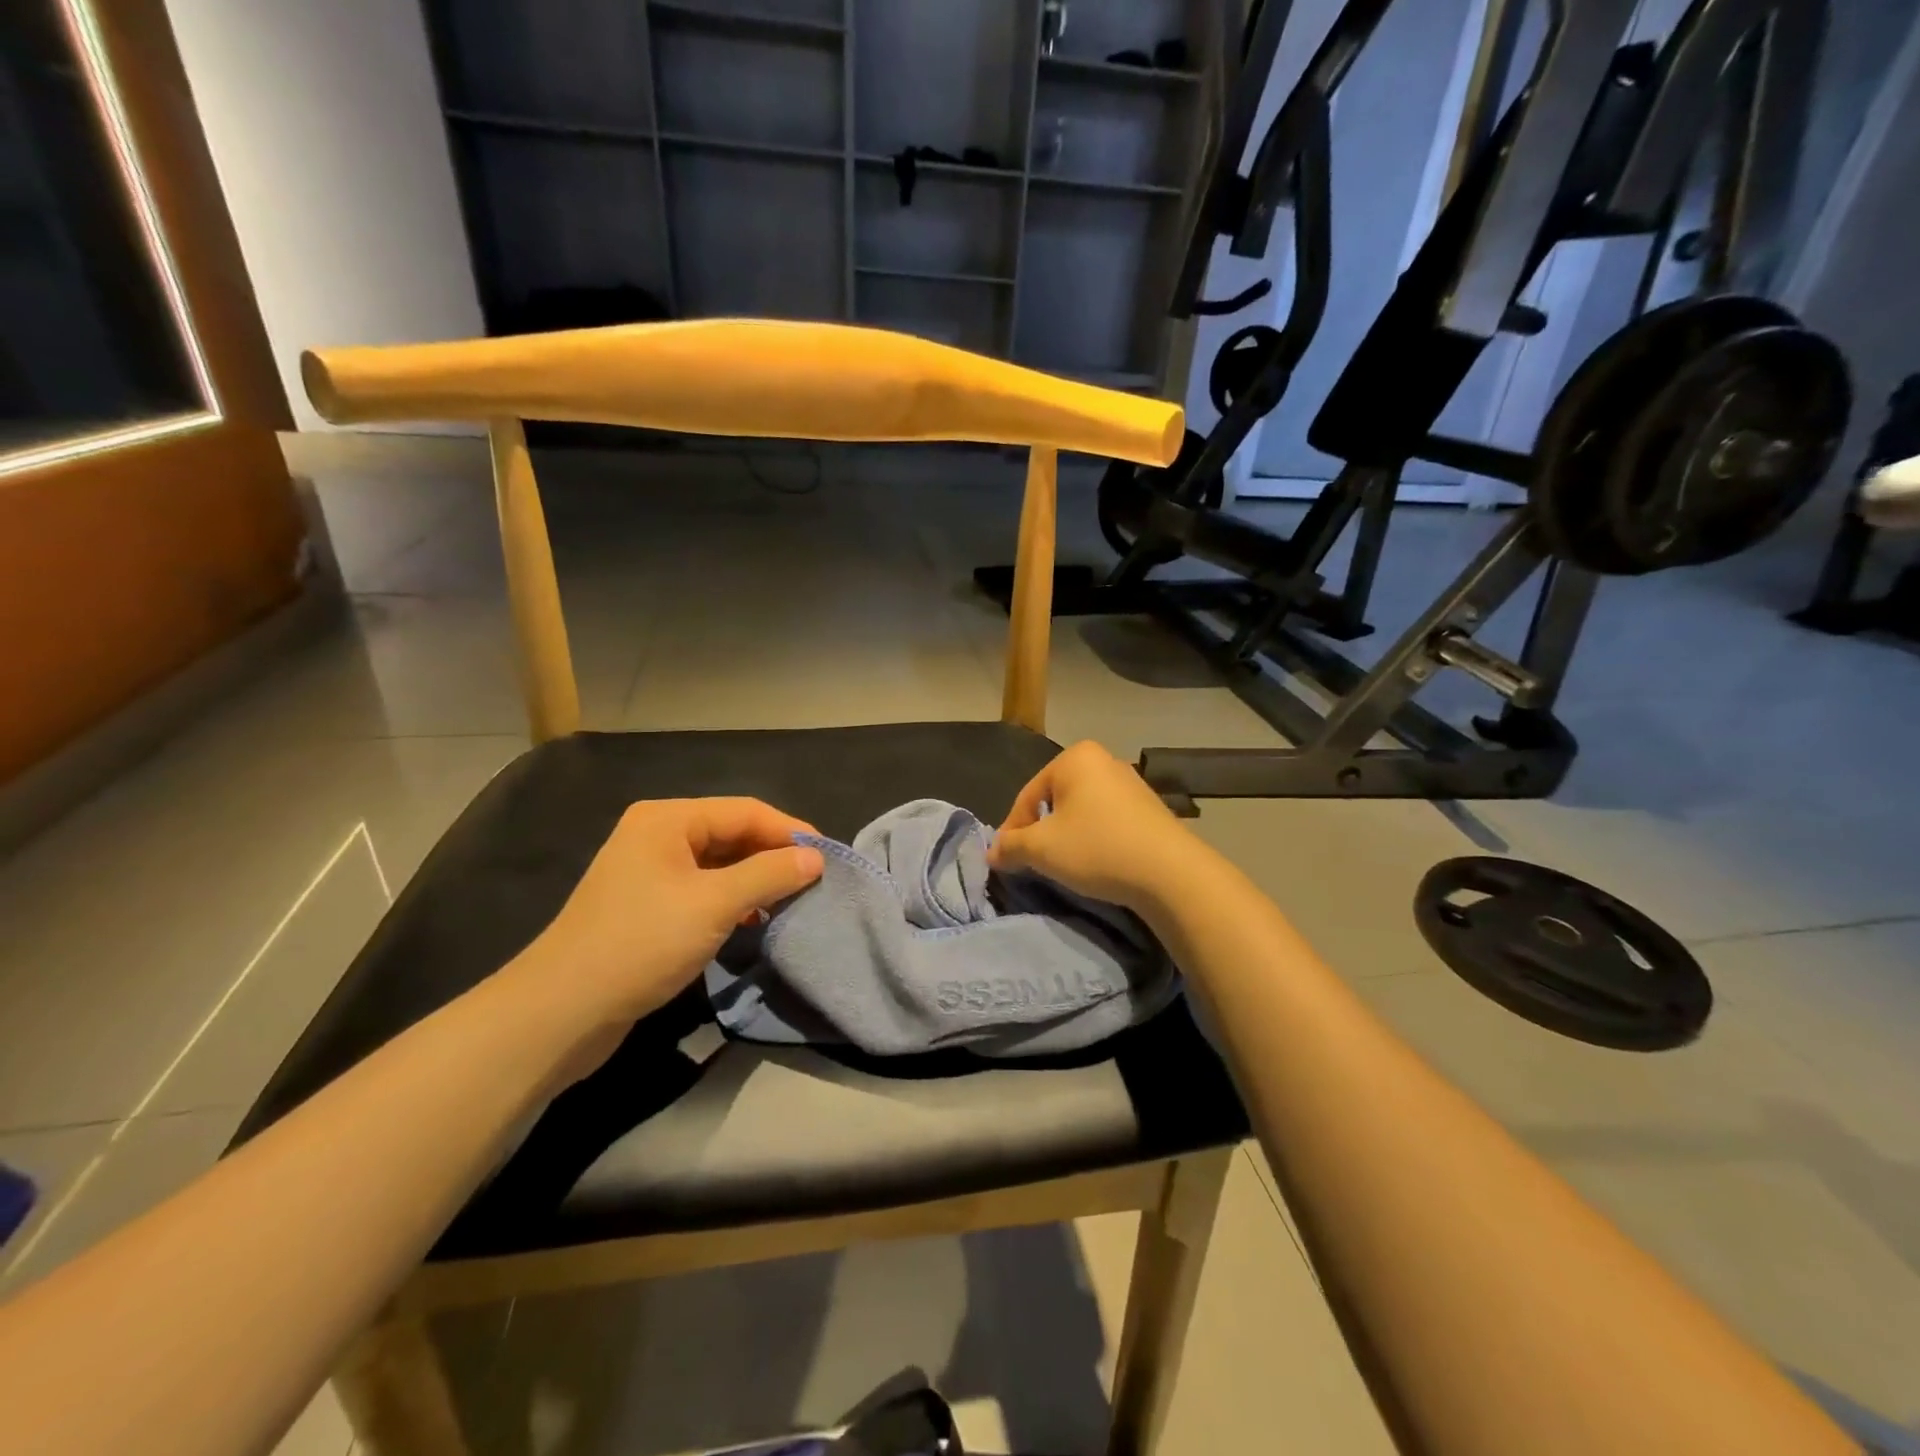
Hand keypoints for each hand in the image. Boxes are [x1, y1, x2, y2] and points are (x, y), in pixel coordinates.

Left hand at [508, 798, 823, 1046]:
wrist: (561, 1011)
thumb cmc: (641, 943)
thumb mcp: (715, 904)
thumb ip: (769, 874)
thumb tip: (815, 857)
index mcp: (668, 819)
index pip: (745, 811)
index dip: (789, 831)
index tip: (828, 858)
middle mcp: (656, 835)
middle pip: (731, 834)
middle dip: (773, 856)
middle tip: (813, 882)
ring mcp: (648, 871)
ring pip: (718, 864)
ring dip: (755, 881)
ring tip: (790, 902)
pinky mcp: (646, 906)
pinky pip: (702, 890)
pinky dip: (732, 901)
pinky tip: (752, 921)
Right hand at [987, 741, 1210, 914]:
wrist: (1170, 873)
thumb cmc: (1097, 848)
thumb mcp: (1042, 849)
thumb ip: (1011, 846)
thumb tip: (992, 852)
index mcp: (1074, 757)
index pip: (1028, 795)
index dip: (1012, 830)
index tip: (1007, 860)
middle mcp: (1103, 760)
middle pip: (1055, 800)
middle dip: (1041, 831)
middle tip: (1034, 862)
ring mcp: (1130, 782)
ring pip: (1081, 811)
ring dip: (1067, 836)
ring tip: (1064, 865)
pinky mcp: (1149, 808)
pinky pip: (1106, 820)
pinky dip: (1094, 838)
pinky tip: (1096, 862)